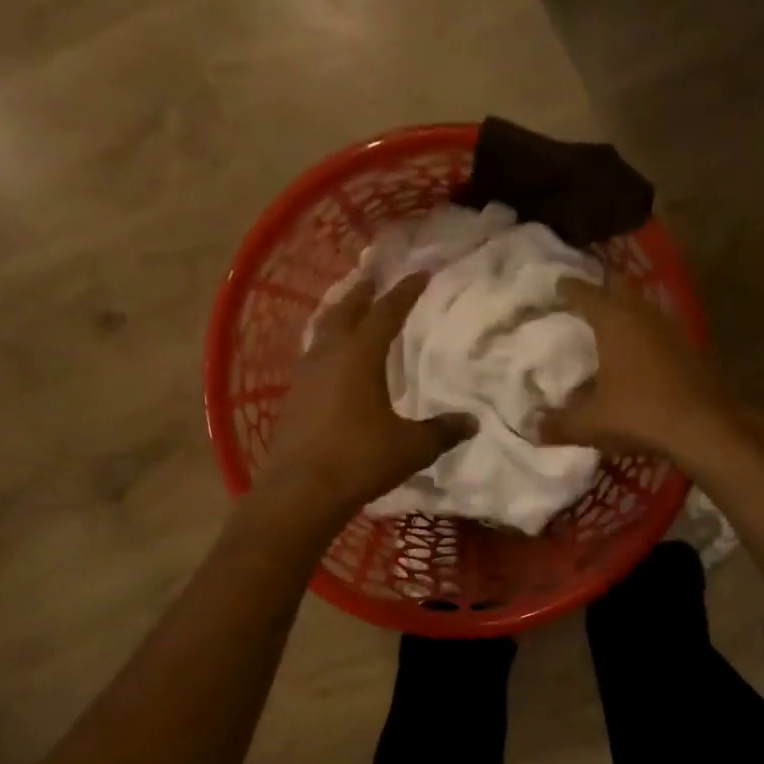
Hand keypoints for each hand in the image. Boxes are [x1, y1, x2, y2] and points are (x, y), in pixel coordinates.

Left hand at [257, 273, 472, 518]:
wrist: (301, 491)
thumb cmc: (360, 460)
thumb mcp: (411, 447)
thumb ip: (442, 431)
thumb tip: (471, 422)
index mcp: (360, 355)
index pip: (386, 312)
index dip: (405, 291)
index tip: (420, 273)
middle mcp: (329, 355)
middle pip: (346, 311)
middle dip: (362, 292)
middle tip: (373, 277)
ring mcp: (305, 376)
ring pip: (323, 332)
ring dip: (339, 317)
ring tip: (349, 313)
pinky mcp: (293, 398)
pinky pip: (312, 358)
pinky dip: (326, 347)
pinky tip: (331, 361)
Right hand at [539, 279, 740, 462]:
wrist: (704, 429)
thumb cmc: (639, 415)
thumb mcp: (590, 424)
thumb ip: (558, 425)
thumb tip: (533, 430)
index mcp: (614, 321)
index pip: (585, 293)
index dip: (567, 288)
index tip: (556, 285)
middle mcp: (644, 314)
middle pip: (618, 289)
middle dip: (600, 291)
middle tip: (582, 299)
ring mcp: (671, 328)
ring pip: (642, 307)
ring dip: (625, 312)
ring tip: (607, 326)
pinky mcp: (690, 348)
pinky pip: (658, 330)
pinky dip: (643, 334)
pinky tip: (636, 355)